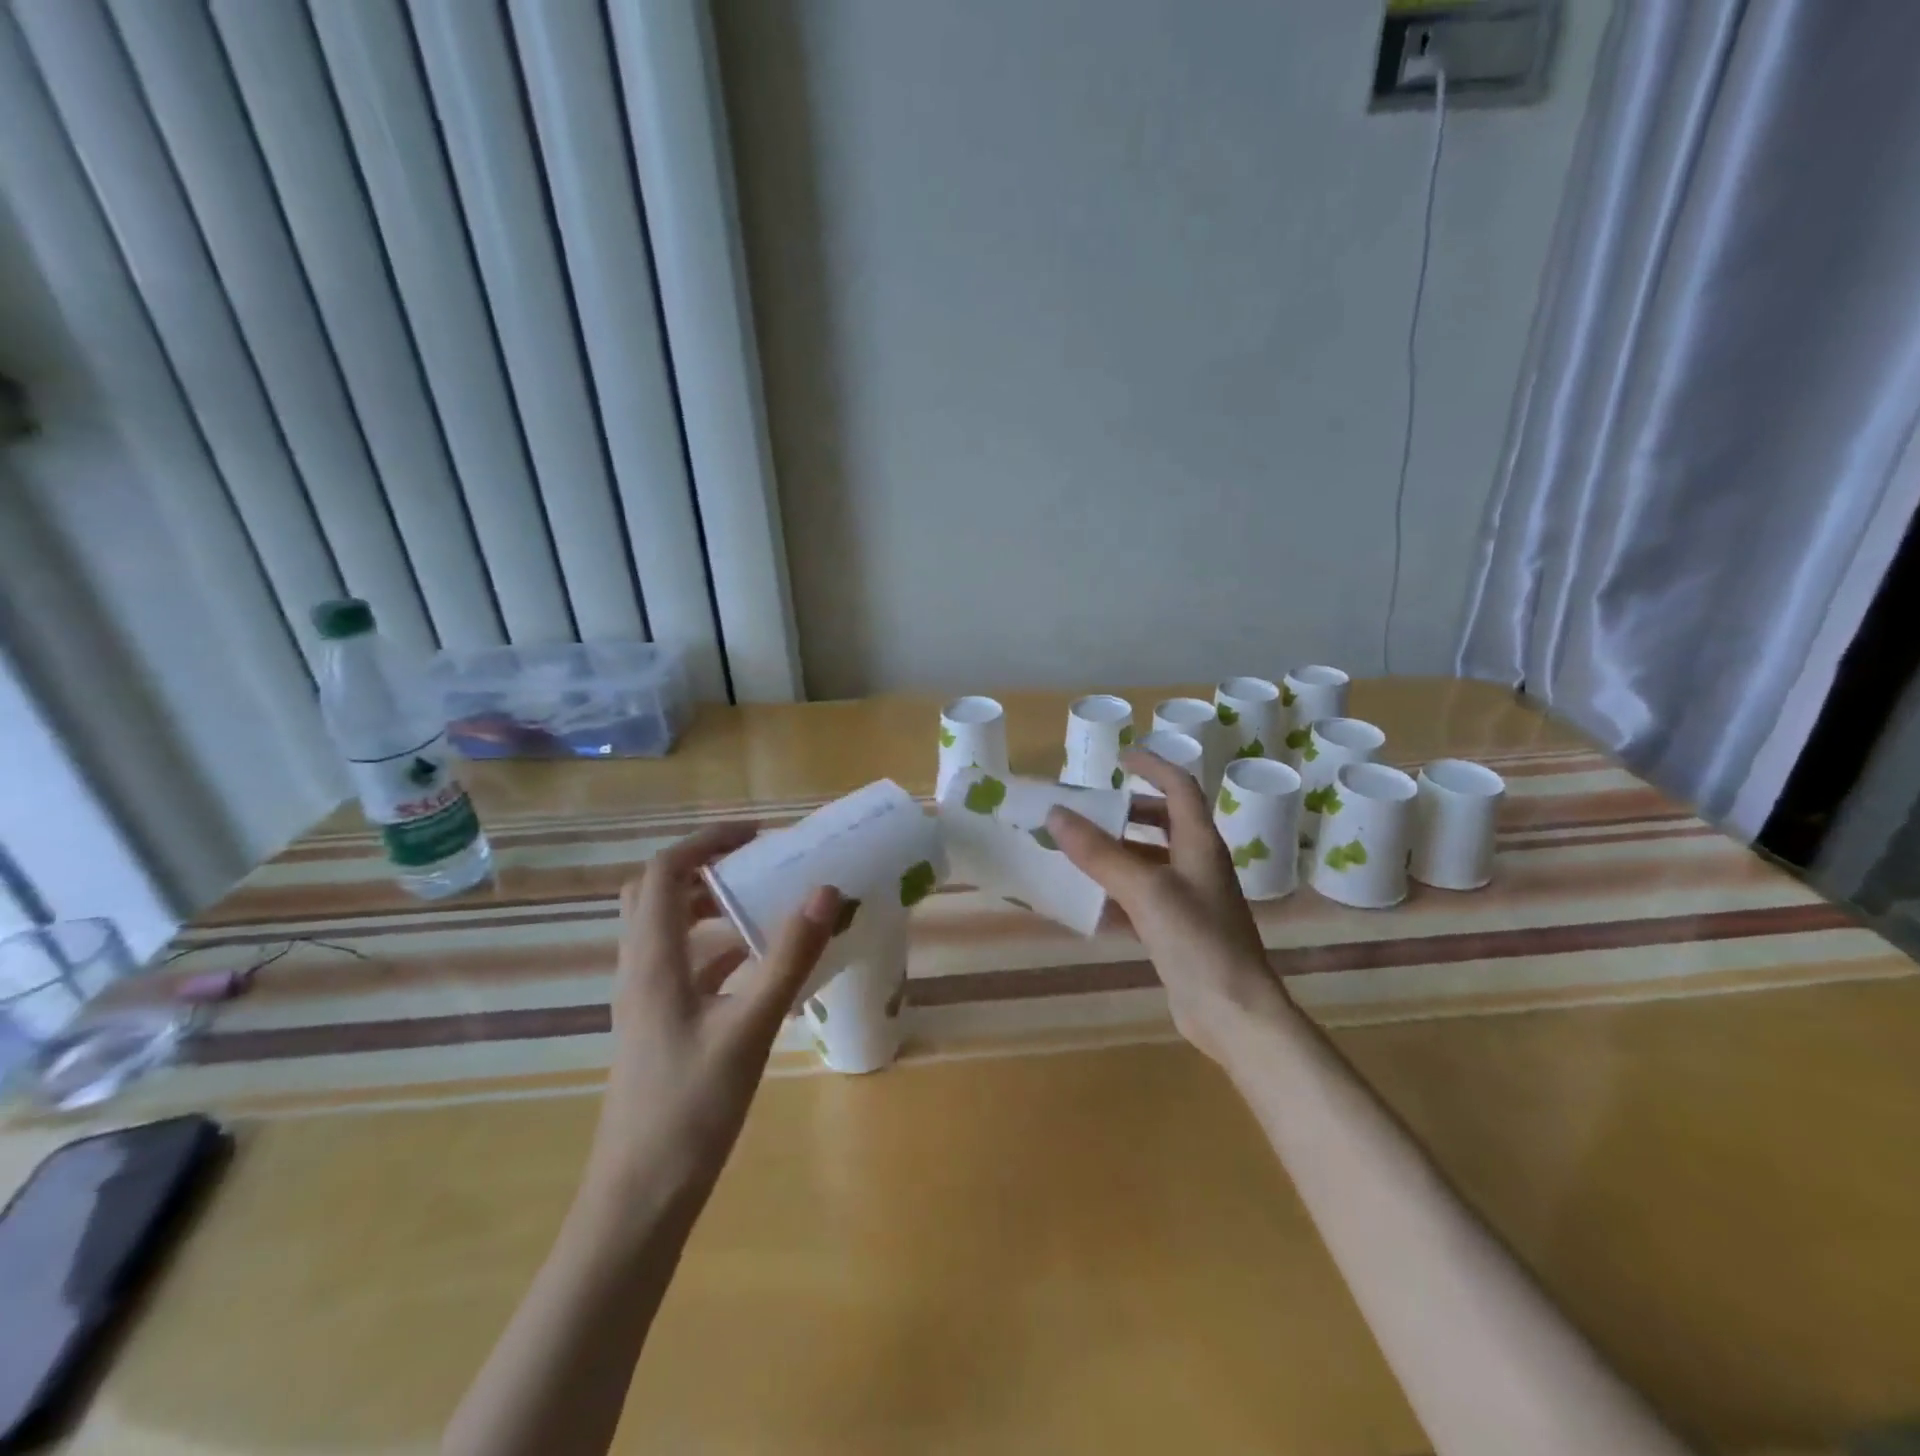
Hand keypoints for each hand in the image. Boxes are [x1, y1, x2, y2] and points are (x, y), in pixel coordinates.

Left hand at [589, 824, 840, 1202]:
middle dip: (703, 870)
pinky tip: (758, 969)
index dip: (704, 843)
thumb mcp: (749, 1028)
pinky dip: (716, 951)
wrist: (639, 1200)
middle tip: (754, 867)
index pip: (662, 873)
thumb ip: (787, 958)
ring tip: (764, 908)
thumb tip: (824, 891)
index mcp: (653, 961)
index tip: (755, 836)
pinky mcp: (658, 1027)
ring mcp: (645, 1002)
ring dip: (709, 909)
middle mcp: (640, 971)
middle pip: (655, 895)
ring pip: (668, 932)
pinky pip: (683, 968)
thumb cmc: (690, 1110)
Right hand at [1046, 750, 1289, 1062]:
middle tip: (1089, 808)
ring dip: (1117, 850)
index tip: (1120, 757)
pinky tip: (1088, 898)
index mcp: (1200, 843)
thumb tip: (1056, 814)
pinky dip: (1117, 888)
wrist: (1233, 1011)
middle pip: (1164, 822)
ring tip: (1077, 848)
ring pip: (1150, 860)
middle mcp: (1198, 864)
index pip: (1180, 787)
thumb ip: (1099, 853)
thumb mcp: (1144, 889)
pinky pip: (1143, 895)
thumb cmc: (1196, 939)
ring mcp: (1190, 898)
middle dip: (1127, 810)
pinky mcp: (1178, 929)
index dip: (1153, 766)